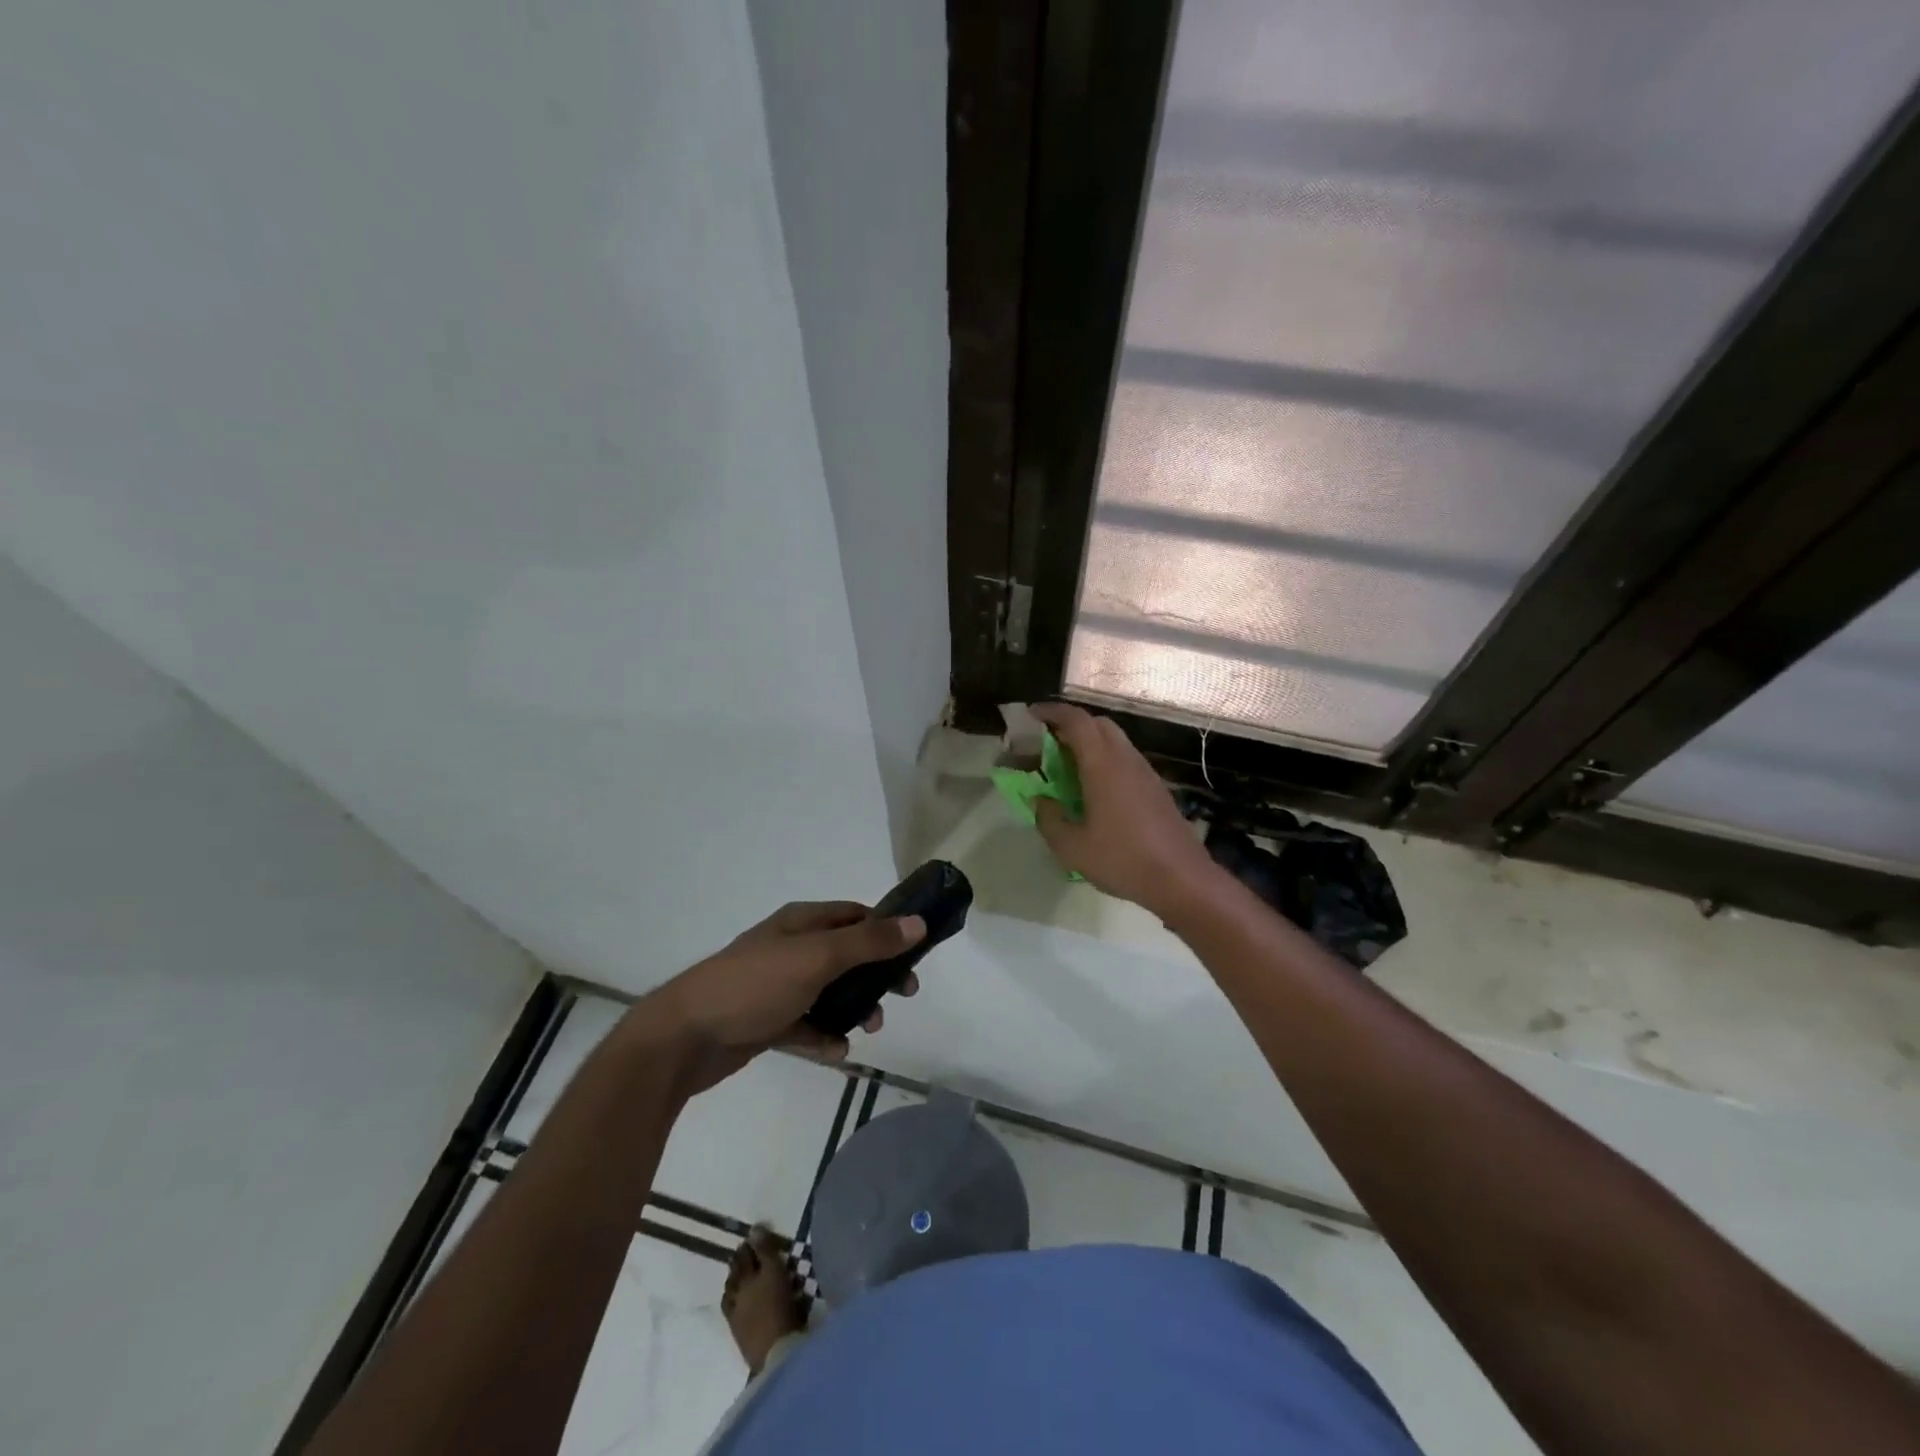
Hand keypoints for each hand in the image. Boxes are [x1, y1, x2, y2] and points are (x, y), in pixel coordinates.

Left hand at [629, 901, 924, 1093]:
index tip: (916, 953)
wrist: (684, 1037)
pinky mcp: (768, 1020)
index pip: (856, 915)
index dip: (888, 930)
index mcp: (801, 922)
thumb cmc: (754, 985)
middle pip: (848, 954)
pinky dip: (825, 1036)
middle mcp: (791, 947)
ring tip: (869, 1028)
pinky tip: (836, 1052)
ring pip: (830, 991)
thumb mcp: (817, 958)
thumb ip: (869, 943)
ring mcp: (778, 985)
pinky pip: (808, 1025)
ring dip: (855, 1007)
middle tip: (903, 994)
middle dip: (877, 973)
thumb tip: (918, 923)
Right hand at [1030, 703, 1221, 918]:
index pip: (1077, 721)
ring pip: (1115, 741)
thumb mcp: (1071, 848)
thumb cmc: (1122, 860)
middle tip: (1048, 742)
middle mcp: (1126, 760)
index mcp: (1103, 766)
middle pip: (1098, 724)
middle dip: (1071, 725)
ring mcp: (1146, 773)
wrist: (1182, 879)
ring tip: (1068, 767)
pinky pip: (1126, 760)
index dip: (1052, 712)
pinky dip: (1105, 761)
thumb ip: (1049, 819)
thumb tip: (1040, 800)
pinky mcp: (1156, 788)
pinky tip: (1095, 789)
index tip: (1032, 715)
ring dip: (1090, 743)